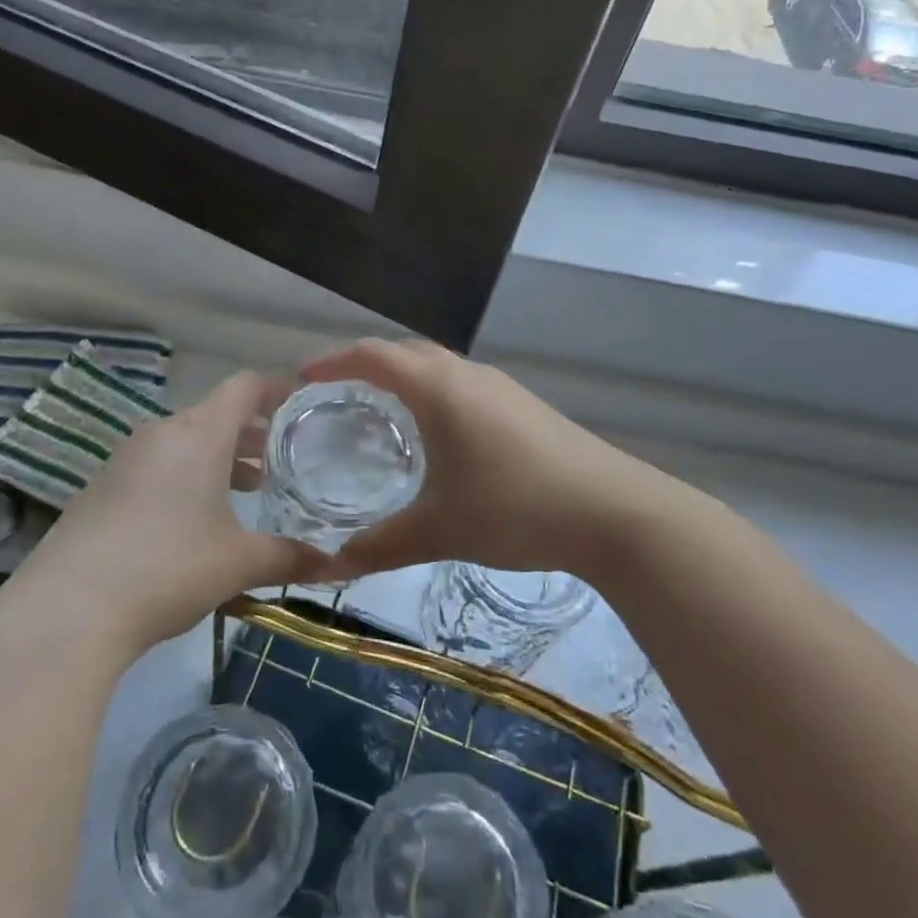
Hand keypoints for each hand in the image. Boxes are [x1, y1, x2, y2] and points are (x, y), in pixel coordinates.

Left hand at [0, 372, 333, 657]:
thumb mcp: (239, 563)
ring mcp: (125, 458)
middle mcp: (161, 433)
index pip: (244, 386)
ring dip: (219, 457)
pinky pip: (156, 465)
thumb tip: (337, 565)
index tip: (301, 403)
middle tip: (283, 458)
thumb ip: (290, 557)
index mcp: (199, 433)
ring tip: (248, 488)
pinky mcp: (101, 487)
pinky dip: (185, 475)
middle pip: (215, 414)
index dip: (276, 388)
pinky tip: (194, 519)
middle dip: (252, 433)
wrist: (67, 610)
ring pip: (184, 441)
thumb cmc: (169, 567)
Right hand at [305, 340, 674, 583]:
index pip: (374, 355)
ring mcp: (500, 386)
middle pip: (405, 352)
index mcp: (439, 388)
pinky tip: (436, 433)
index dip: (334, 360)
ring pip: (438, 366)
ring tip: (378, 411)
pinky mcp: (522, 404)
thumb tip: (330, 566)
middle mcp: (467, 374)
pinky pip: (461, 383)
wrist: (613, 511)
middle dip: (365, 364)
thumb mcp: (440, 530)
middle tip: (335, 394)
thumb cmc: (516, 508)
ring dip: (403, 377)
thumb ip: (381, 545)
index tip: (304, 376)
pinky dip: (432, 392)